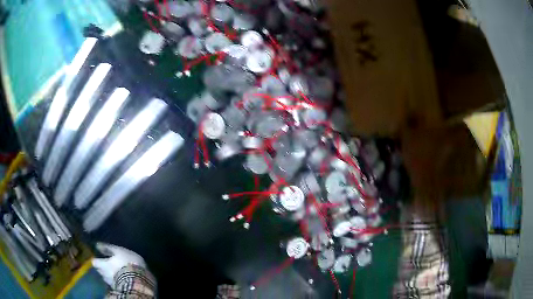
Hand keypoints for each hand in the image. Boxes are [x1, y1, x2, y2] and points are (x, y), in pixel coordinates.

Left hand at [92, 242, 145, 285]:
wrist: (138, 280)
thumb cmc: (127, 263)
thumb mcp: (119, 251)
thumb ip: (108, 248)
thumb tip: (97, 245)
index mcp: (103, 265)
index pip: (94, 262)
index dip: (96, 260)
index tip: (99, 258)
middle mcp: (105, 274)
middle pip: (99, 270)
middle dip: (102, 268)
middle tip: (108, 265)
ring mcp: (112, 283)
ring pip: (107, 278)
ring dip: (109, 275)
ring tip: (116, 273)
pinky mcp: (119, 289)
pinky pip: (115, 284)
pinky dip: (116, 281)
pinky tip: (122, 279)